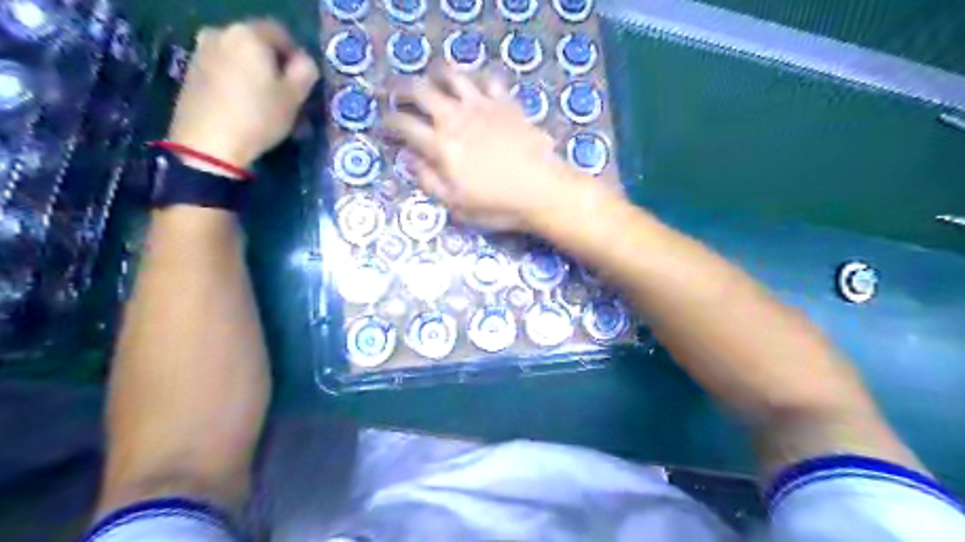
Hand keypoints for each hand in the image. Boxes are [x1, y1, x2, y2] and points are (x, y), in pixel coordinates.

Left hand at [164, 18, 317, 171]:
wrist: (208, 143)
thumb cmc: (258, 117)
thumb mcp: (294, 97)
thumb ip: (305, 72)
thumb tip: (304, 62)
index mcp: (248, 34)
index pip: (281, 33)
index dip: (296, 55)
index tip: (303, 81)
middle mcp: (221, 33)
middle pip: (257, 44)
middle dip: (274, 65)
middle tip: (286, 93)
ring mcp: (201, 51)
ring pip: (239, 57)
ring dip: (255, 74)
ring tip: (266, 103)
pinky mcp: (191, 72)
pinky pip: (224, 69)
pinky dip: (238, 82)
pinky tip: (245, 106)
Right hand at [387, 70, 584, 229]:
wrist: (542, 190)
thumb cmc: (498, 205)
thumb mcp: (456, 205)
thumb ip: (428, 180)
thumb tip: (409, 159)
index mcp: (441, 146)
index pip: (404, 125)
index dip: (388, 122)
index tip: (384, 126)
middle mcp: (456, 118)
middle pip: (420, 91)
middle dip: (400, 89)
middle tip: (395, 93)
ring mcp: (482, 106)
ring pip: (451, 75)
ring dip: (435, 74)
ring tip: (431, 80)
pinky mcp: (506, 103)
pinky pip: (487, 80)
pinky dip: (476, 79)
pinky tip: (474, 86)